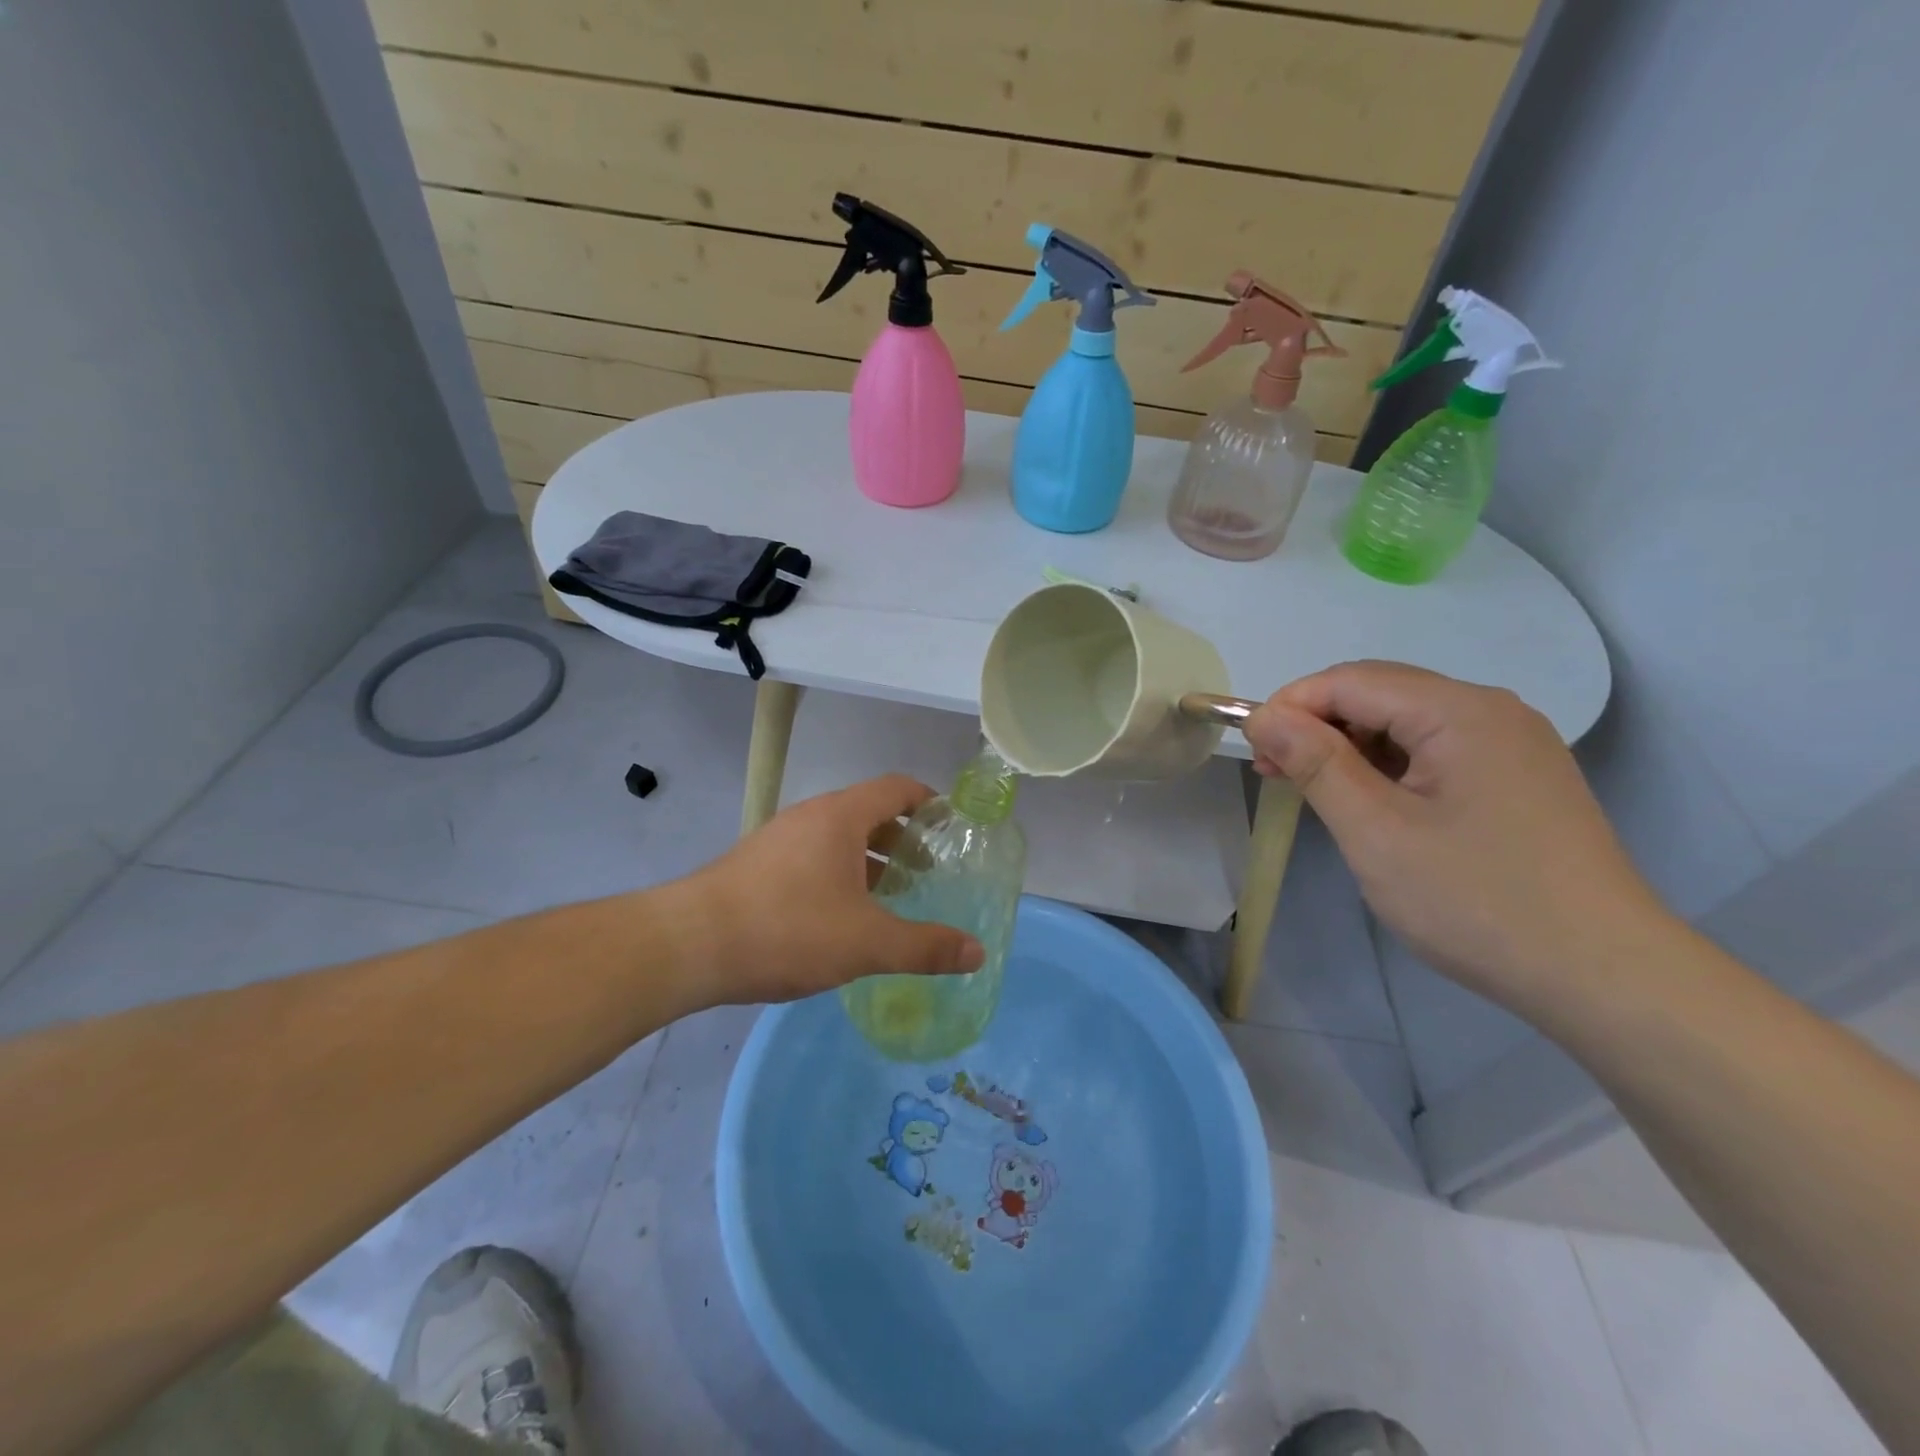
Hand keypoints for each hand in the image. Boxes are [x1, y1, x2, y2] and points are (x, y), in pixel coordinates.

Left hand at [670, 775, 985, 1007]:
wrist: (689, 945)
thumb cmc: (787, 929)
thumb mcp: (866, 943)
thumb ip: (925, 947)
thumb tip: (978, 953)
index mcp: (840, 816)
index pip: (897, 787)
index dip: (930, 802)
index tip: (953, 827)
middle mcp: (810, 817)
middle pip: (869, 812)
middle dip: (904, 839)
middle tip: (929, 873)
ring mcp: (780, 839)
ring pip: (838, 838)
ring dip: (871, 860)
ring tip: (892, 896)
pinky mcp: (758, 865)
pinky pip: (813, 857)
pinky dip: (840, 874)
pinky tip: (843, 916)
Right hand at [1243, 662, 1672, 1011]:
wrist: (1605, 977)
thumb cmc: (1476, 900)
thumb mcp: (1376, 831)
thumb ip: (1316, 763)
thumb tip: (1264, 716)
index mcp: (1461, 712)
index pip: (1352, 681)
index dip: (1292, 705)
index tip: (1252, 749)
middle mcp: (1492, 712)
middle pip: (1381, 695)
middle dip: (1317, 725)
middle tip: (1273, 773)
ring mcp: (1513, 747)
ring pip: (1406, 724)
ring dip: (1350, 747)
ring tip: (1313, 792)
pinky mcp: (1519, 780)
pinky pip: (1435, 752)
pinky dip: (1388, 768)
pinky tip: (1370, 804)